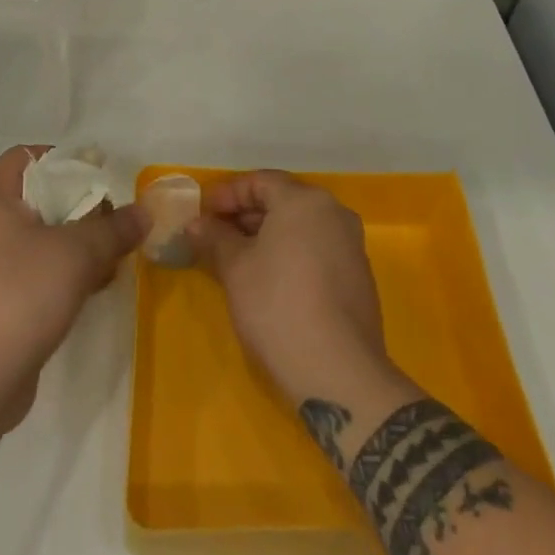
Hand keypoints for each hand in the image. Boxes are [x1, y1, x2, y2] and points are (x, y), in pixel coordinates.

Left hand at [0, 146, 145, 427]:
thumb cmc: (20, 295)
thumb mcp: (77, 254)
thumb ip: (114, 228)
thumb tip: (144, 211)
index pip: (25, 157)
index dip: (63, 160)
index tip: (98, 177)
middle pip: (34, 200)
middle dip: (77, 209)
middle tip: (113, 222)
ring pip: (34, 242)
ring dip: (72, 247)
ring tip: (110, 259)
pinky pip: (27, 275)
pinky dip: (57, 276)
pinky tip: (90, 291)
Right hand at [186, 170, 397, 404]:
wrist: (339, 373)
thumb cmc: (278, 306)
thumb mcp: (236, 268)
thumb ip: (215, 237)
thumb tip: (196, 224)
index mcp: (305, 201)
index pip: (260, 181)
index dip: (227, 195)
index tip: (203, 214)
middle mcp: (334, 213)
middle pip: (282, 201)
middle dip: (246, 215)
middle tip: (215, 235)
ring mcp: (351, 245)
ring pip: (300, 227)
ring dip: (267, 235)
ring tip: (236, 258)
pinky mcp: (358, 277)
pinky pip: (316, 249)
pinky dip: (290, 253)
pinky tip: (269, 279)